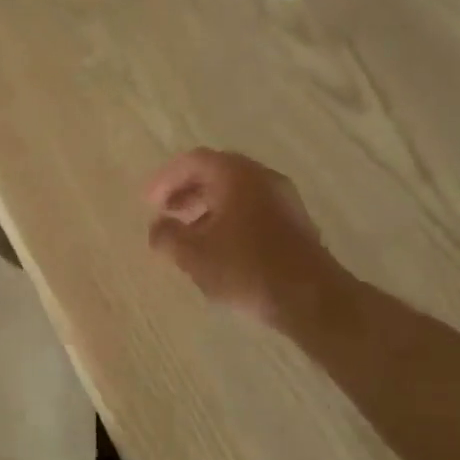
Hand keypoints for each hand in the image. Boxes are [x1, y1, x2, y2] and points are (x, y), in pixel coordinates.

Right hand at [144, 149, 347, 326]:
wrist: (311, 298)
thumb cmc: (246, 268)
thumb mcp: (194, 254)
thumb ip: (167, 236)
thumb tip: (158, 227)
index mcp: (236, 175)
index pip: (193, 161)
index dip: (166, 179)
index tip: (149, 202)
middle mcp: (262, 177)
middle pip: (216, 172)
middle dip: (186, 191)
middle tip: (166, 213)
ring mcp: (283, 198)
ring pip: (235, 192)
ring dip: (207, 207)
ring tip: (188, 235)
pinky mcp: (294, 222)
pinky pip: (252, 208)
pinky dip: (228, 218)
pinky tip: (218, 247)